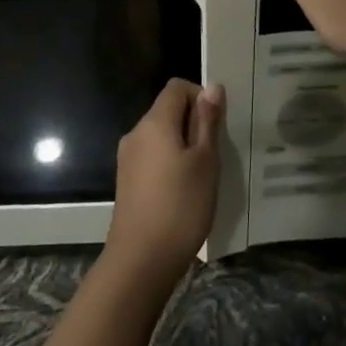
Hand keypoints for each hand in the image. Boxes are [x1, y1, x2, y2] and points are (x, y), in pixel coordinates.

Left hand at [104, 80, 223, 287]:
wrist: (141, 259)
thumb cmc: (180, 206)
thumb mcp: (205, 161)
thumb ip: (207, 122)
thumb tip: (212, 86)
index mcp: (154, 122)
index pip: (177, 87)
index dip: (200, 97)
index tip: (217, 125)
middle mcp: (136, 133)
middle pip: (168, 110)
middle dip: (194, 123)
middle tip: (216, 153)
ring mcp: (128, 158)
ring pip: (161, 135)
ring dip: (184, 145)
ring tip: (203, 174)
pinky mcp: (127, 180)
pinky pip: (153, 156)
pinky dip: (170, 162)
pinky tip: (185, 190)